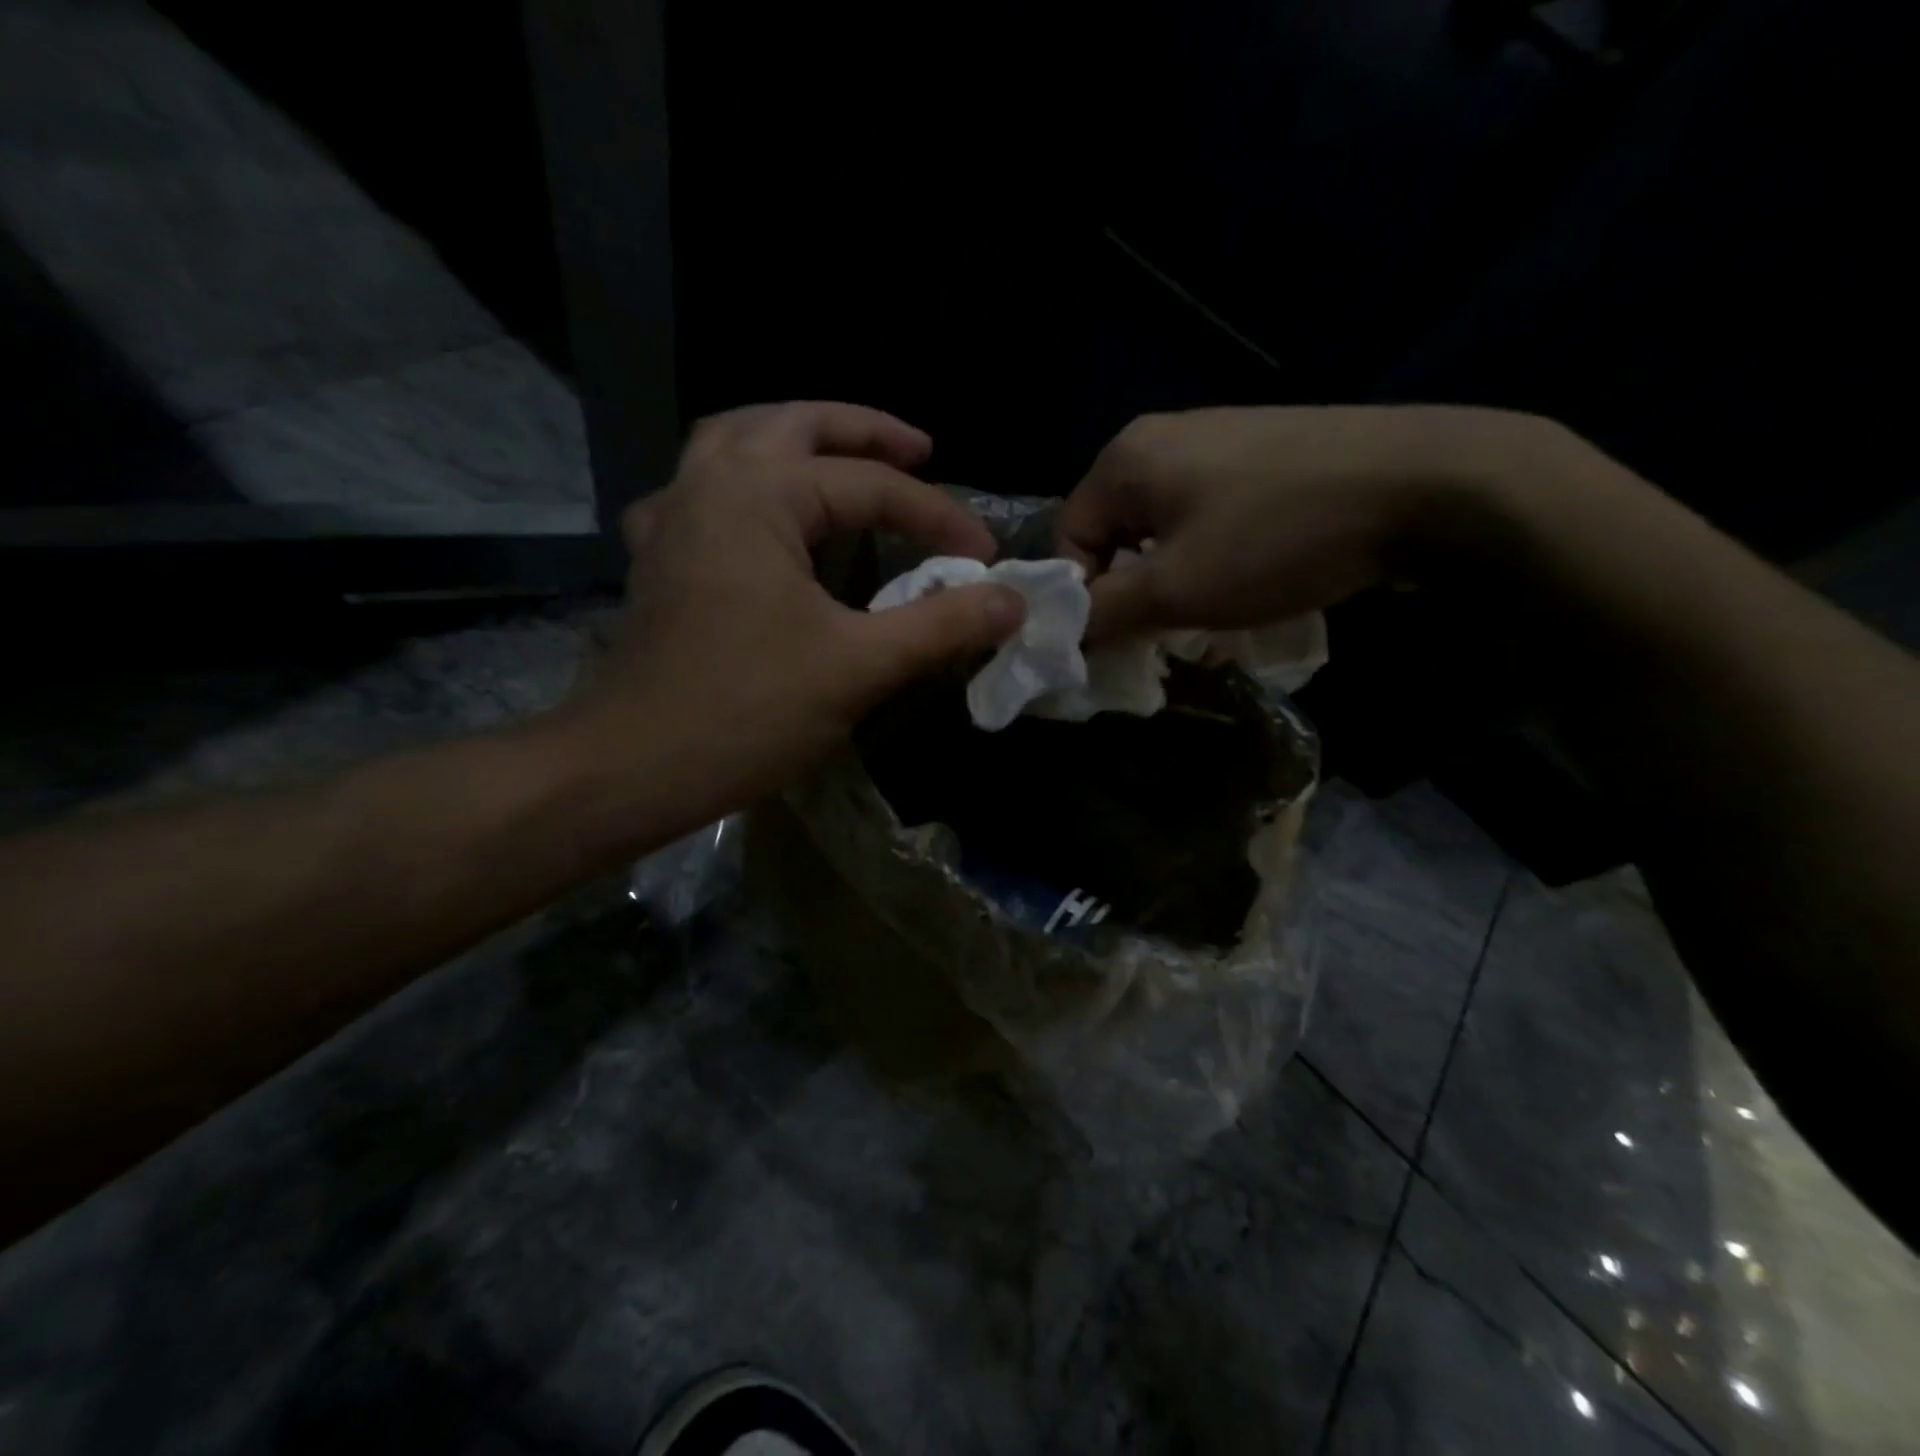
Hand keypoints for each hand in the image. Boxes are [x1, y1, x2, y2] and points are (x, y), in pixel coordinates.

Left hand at [567, 402, 1024, 834]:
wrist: (633, 767)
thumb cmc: (748, 711)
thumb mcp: (859, 665)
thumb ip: (942, 624)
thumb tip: (1012, 600)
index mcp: (757, 494)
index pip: (869, 485)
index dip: (937, 515)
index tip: (984, 557)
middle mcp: (707, 484)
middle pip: (793, 425)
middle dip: (862, 432)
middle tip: (919, 449)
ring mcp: (673, 519)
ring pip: (737, 443)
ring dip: (796, 439)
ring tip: (844, 457)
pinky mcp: (658, 559)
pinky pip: (700, 491)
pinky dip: (740, 484)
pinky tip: (758, 513)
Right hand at [1056, 405, 1552, 641]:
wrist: (1426, 484)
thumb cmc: (1277, 538)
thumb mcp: (1176, 588)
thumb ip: (1104, 613)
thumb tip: (1060, 633)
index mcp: (1126, 458)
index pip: (1067, 538)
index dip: (1082, 596)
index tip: (1119, 639)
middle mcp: (1162, 436)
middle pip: (1114, 532)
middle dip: (1130, 591)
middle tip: (1163, 633)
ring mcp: (1219, 438)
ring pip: (1163, 527)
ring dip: (1172, 579)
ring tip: (1210, 616)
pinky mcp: (1265, 452)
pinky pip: (1209, 514)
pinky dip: (1212, 556)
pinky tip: (1249, 580)